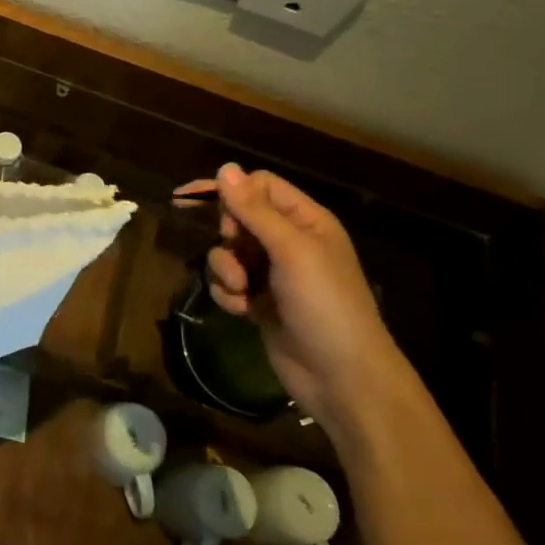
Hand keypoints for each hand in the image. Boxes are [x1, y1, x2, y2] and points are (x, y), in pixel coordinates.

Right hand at [192, 165, 403, 430]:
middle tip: (237, 255)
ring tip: (241, 290)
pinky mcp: (258, 302)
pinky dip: (228, 294)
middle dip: (227, 237)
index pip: (259, 186)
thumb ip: (254, 209)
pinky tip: (243, 310)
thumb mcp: (291, 251)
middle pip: (237, 218)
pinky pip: (228, 283)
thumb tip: (224, 167)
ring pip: (227, 252)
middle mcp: (288, 242)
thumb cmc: (325, 304)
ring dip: (224, 269)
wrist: (342, 377)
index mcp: (306, 220)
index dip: (232, 194)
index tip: (203, 206)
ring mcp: (273, 274)